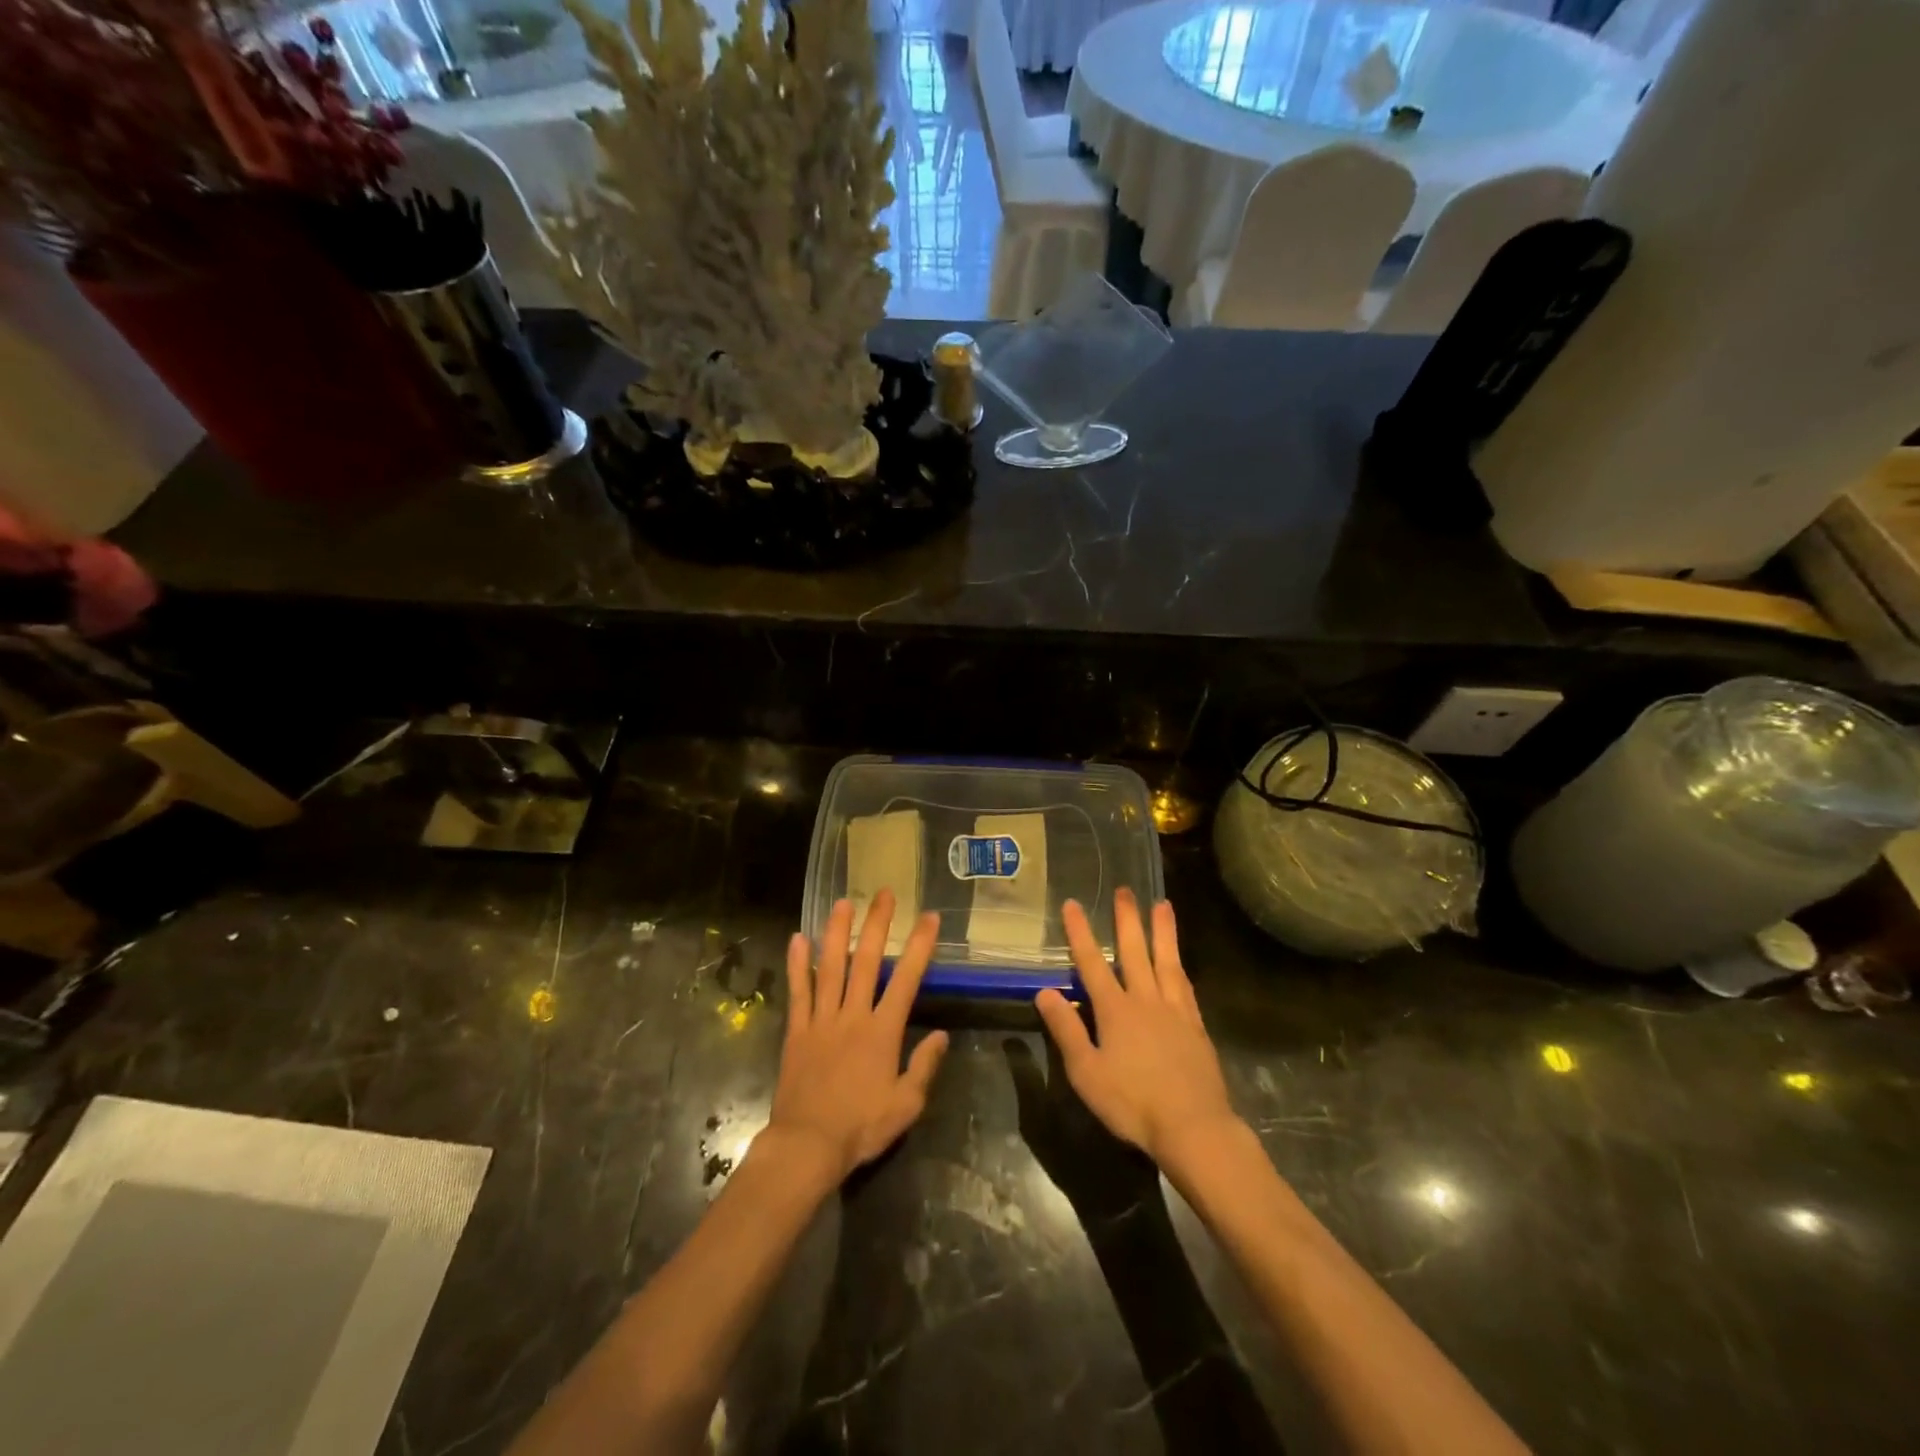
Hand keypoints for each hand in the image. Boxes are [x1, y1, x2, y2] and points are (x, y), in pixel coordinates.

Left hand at [767, 892, 949, 1184]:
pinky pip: (798, 992)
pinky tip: (798, 938)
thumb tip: (942, 1034)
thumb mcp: (906, 1105)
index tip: (929, 917)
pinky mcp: (797, 1031)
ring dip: (837, 932)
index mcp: (882, 1031)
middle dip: (877, 925)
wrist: (807, 1146)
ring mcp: (821, 1020)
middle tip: (883, 894)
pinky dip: (798, 964)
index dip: (919, 946)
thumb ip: (924, 1066)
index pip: (906, 979)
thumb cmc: (861, 1127)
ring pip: (830, 967)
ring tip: (843, 903)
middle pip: (866, 961)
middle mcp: (853, 1015)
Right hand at [1035, 889, 1240, 1166]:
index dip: (1080, 932)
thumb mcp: (1086, 1072)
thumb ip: (1066, 1030)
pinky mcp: (1196, 1027)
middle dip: (1127, 919)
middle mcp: (1145, 1000)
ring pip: (1166, 961)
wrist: (1193, 1127)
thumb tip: (1045, 992)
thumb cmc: (1132, 1103)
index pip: (1092, 963)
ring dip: (1162, 932)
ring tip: (1162, 905)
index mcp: (1115, 1010)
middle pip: (1134, 952)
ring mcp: (1174, 1011)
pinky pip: (1186, 987)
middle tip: (1126, 889)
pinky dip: (1180, 967)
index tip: (1072, 904)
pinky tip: (1180, 962)